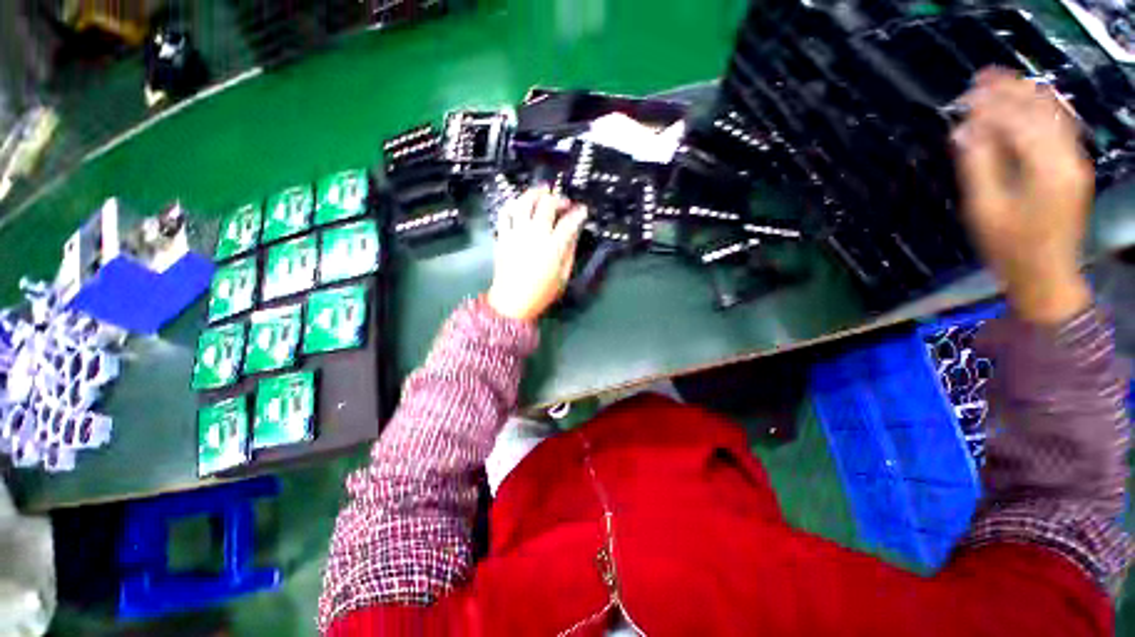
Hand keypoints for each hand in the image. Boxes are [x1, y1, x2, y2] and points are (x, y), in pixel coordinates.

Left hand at [487, 187, 586, 321]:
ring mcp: (516, 234)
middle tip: (565, 202)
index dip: (578, 213)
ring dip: (535, 193)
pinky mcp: (503, 236)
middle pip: (547, 206)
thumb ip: (569, 251)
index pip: (569, 222)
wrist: (512, 302)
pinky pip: (505, 213)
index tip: (583, 210)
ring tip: (543, 191)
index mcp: (553, 248)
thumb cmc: (542, 292)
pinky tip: (521, 203)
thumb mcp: (563, 276)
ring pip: (524, 203)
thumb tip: (573, 233)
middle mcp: (535, 235)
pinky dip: (514, 204)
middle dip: (559, 199)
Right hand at [954, 68, 1093, 324]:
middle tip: (983, 76)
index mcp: (1045, 169)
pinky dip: (1044, 109)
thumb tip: (963, 131)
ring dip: (1028, 95)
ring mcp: (1076, 162)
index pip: (1017, 122)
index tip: (967, 93)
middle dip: (1011, 91)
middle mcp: (1068, 157)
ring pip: (1054, 115)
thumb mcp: (984, 209)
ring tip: (1004, 81)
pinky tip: (1030, 101)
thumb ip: (976, 165)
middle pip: (1040, 111)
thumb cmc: (1009, 246)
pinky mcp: (1075, 168)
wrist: (1046, 272)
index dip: (991, 105)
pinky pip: (1062, 128)